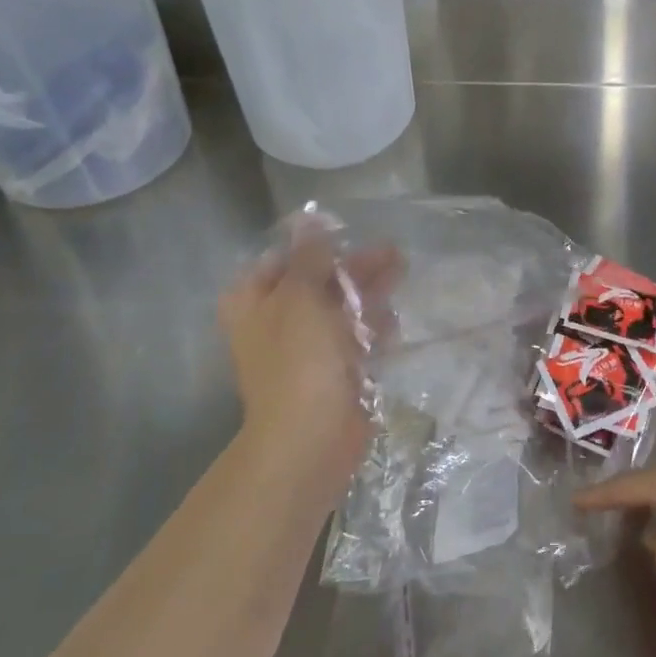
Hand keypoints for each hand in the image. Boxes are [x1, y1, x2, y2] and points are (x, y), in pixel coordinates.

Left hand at [219, 231, 398, 494]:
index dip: (317, 245)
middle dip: (355, 269)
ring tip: (400, 277)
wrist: (310, 437)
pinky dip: (372, 330)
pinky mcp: (332, 372)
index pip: (284, 259)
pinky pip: (354, 340)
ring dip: (369, 295)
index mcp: (254, 301)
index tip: (351, 235)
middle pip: (319, 282)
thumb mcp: (301, 295)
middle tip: (393, 254)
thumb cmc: (299, 359)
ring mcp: (304, 349)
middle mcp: (275, 322)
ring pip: (341, 310)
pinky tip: (392, 325)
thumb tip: (310, 219)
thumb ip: (310, 256)